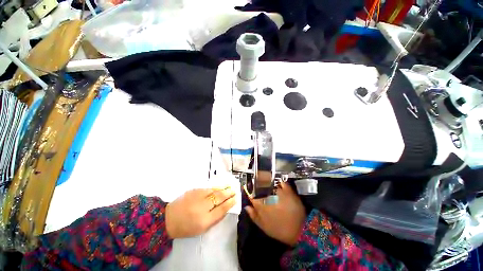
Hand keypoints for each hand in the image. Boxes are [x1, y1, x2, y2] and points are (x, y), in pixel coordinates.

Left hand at [166, 187, 235, 238]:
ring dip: (223, 189)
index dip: (230, 203)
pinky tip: (218, 187)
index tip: (235, 199)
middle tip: (234, 191)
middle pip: (219, 198)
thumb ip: (215, 219)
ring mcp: (197, 197)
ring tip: (229, 187)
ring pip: (214, 191)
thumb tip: (226, 208)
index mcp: (204, 220)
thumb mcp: (202, 229)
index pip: (222, 209)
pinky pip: (207, 188)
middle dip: (228, 193)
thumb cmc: (186, 227)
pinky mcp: (193, 190)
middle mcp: (202, 207)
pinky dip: (214, 188)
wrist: (168, 219)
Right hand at [245, 182, 305, 245]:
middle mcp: (267, 195)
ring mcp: (278, 191)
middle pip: (260, 186)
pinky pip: (282, 182)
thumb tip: (246, 206)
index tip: (250, 191)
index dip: (250, 192)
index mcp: (260, 203)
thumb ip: (253, 215)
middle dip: (258, 186)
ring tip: (268, 185)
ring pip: (270, 183)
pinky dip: (280, 183)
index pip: (251, 194)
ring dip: (268, 183)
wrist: (299, 230)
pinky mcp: (288, 190)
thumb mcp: (263, 226)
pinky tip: (279, 185)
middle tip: (260, 187)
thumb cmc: (279, 230)